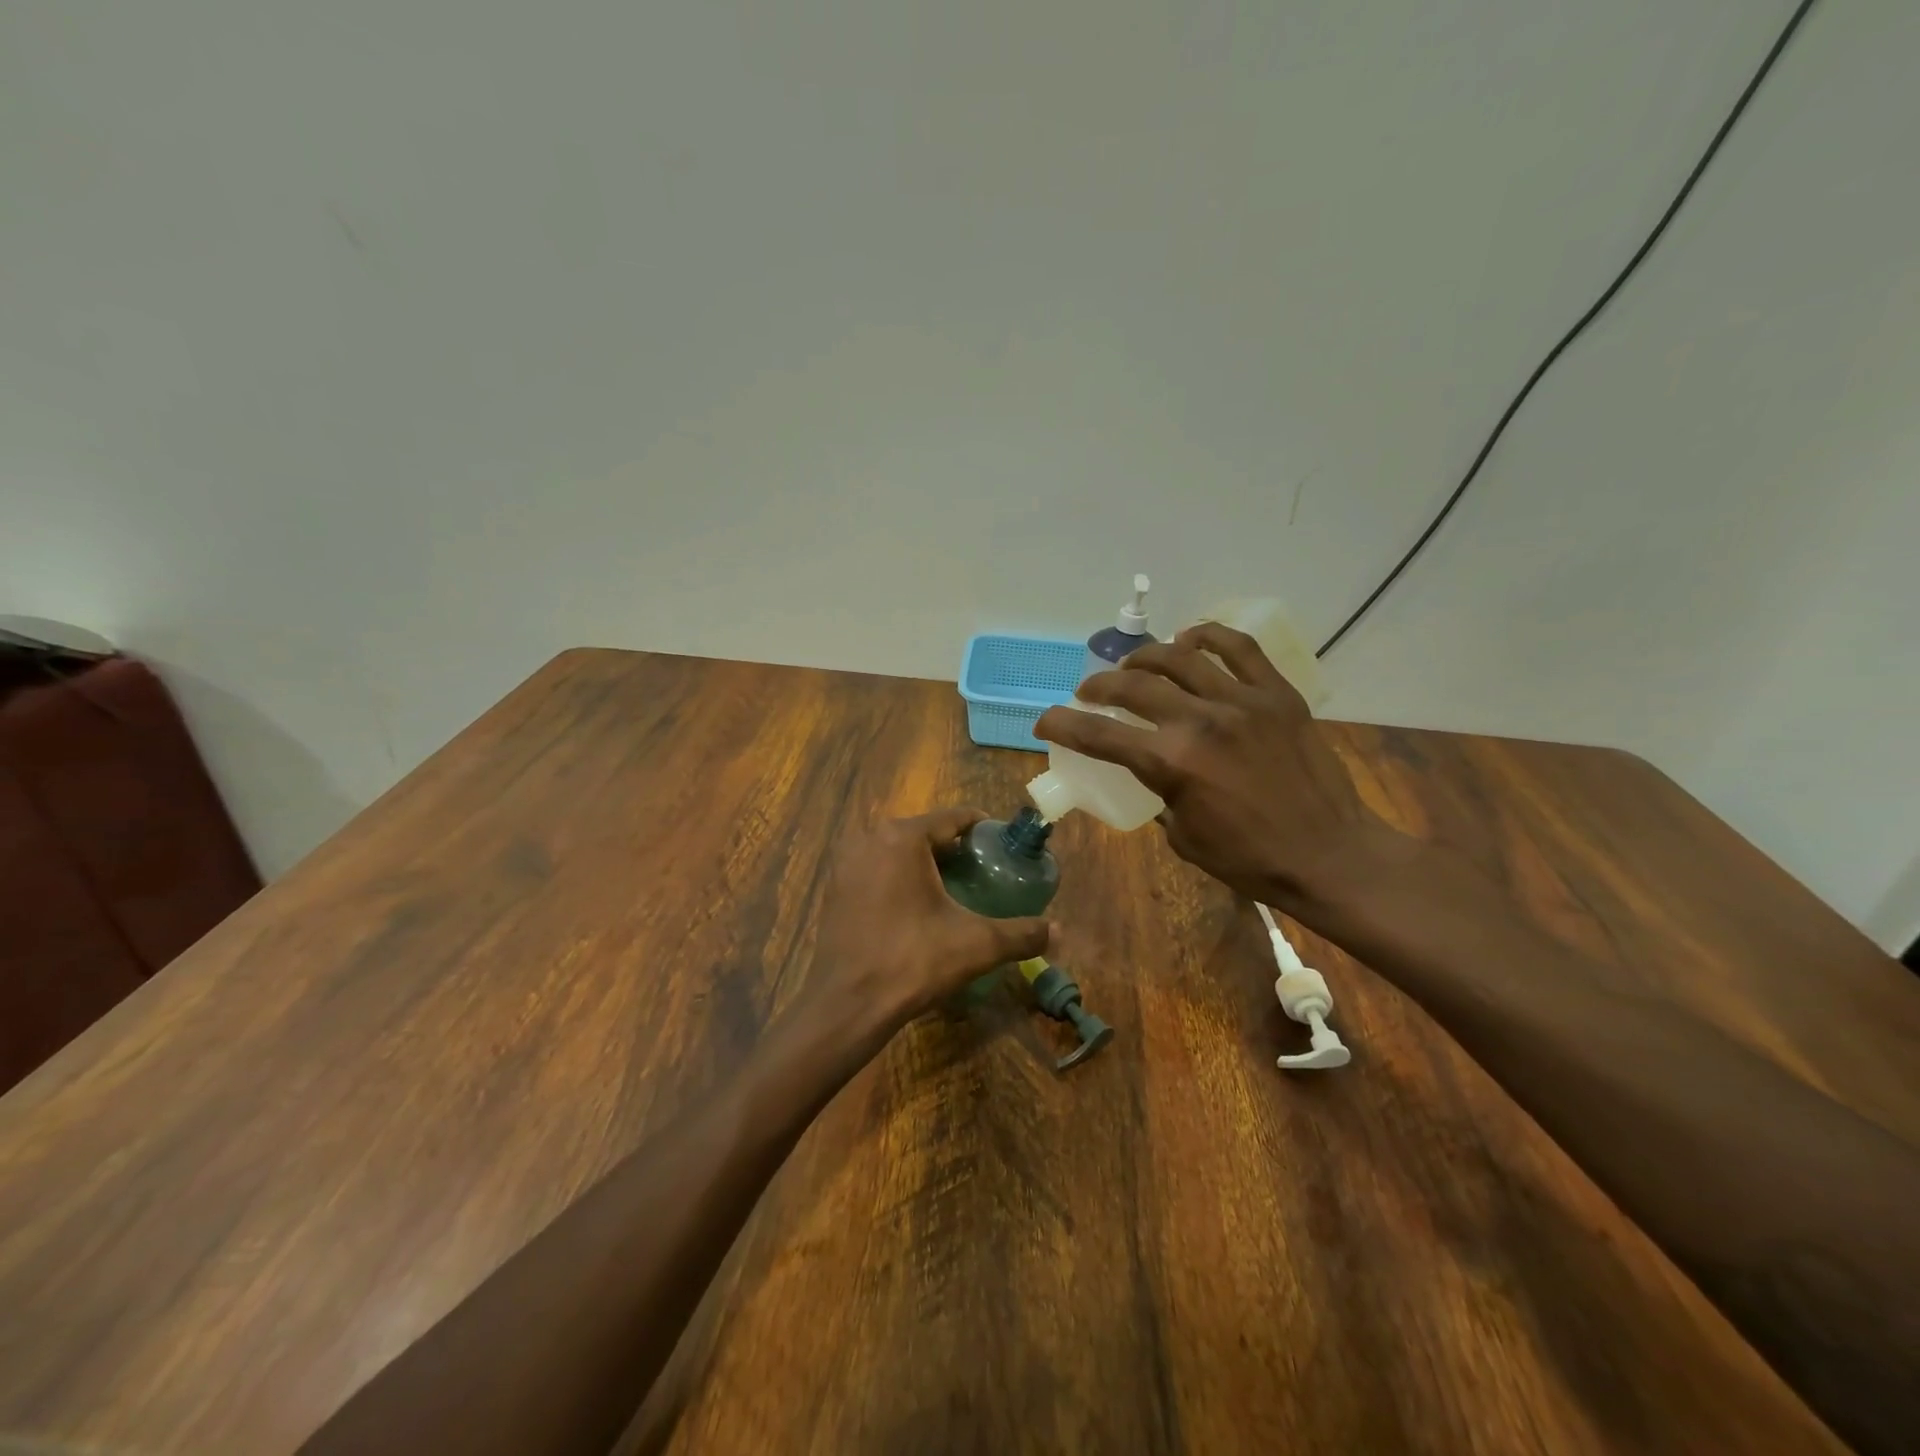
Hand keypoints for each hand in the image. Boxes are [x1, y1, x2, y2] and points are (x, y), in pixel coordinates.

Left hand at [796, 809, 1052, 1045]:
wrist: (847, 1005)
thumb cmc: (912, 962)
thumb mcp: (976, 945)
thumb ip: (1021, 934)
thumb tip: (1059, 931)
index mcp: (903, 837)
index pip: (953, 818)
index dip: (983, 830)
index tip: (1004, 848)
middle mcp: (870, 837)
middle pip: (925, 832)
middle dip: (956, 849)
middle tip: (985, 873)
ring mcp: (847, 861)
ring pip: (899, 851)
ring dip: (927, 863)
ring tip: (956, 890)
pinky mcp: (835, 886)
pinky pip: (878, 868)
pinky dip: (900, 878)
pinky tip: (918, 907)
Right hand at [1034, 622, 1372, 909]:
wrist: (1329, 855)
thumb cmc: (1250, 859)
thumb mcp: (1184, 838)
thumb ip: (1161, 795)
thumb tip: (1154, 771)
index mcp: (1171, 763)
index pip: (1098, 734)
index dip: (1061, 724)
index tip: (1044, 721)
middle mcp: (1200, 722)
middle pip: (1132, 685)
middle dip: (1098, 686)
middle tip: (1089, 692)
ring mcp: (1242, 702)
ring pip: (1179, 657)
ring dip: (1144, 656)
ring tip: (1133, 664)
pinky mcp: (1277, 695)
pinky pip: (1239, 649)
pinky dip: (1209, 636)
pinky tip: (1191, 638)